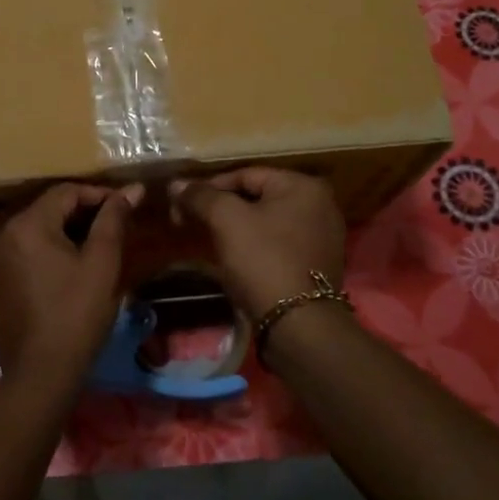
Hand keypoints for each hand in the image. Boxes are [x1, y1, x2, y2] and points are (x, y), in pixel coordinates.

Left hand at [0, 182, 143, 396]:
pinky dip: (47, 254)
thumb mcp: (102, 263)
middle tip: (114, 230)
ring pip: (36, 233)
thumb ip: (114, 220)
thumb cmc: (77, 314)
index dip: (99, 195)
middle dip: (83, 215)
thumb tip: (132, 189)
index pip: (66, 192)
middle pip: (48, 210)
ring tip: (95, 251)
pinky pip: (24, 255)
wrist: (41, 374)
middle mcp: (3, 235)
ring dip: (65, 234)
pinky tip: (68, 273)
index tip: (126, 208)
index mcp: (28, 225)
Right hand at [167, 168, 345, 320]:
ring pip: (266, 221)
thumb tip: (177, 184)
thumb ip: (201, 196)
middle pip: (256, 197)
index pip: (245, 174)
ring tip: (208, 240)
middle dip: (220, 208)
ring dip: (235, 227)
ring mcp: (322, 236)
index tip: (181, 205)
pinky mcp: (316, 263)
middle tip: (190, 222)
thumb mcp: (227, 221)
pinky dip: (254, 245)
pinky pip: (277, 243)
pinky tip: (235, 258)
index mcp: (303, 186)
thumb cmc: (263, 261)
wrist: (298, 325)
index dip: (208, 187)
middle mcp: (320, 205)